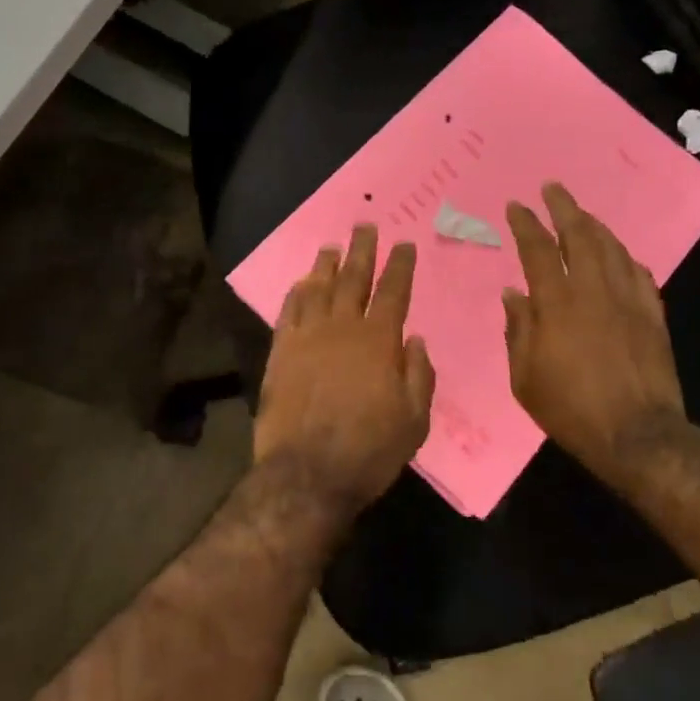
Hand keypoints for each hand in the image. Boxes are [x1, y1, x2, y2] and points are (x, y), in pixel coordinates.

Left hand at [254, 224, 434, 517]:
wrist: (306, 474)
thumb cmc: (369, 451)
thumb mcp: (414, 421)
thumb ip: (418, 375)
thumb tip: (415, 340)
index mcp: (378, 341)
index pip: (392, 292)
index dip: (400, 266)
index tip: (404, 244)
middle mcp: (342, 329)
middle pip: (353, 279)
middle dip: (362, 251)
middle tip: (365, 226)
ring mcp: (307, 338)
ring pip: (318, 290)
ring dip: (326, 266)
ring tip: (332, 247)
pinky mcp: (280, 353)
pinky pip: (289, 313)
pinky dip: (296, 294)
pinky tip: (300, 284)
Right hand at [502, 184, 688, 482]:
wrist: (637, 435)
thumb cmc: (571, 409)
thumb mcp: (525, 378)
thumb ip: (517, 330)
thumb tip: (513, 294)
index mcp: (557, 304)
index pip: (538, 249)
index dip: (526, 223)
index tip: (516, 205)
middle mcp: (594, 291)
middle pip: (580, 235)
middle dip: (564, 207)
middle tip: (553, 187)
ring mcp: (628, 300)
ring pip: (612, 248)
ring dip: (595, 225)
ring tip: (582, 214)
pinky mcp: (653, 315)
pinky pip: (639, 273)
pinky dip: (624, 257)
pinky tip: (619, 254)